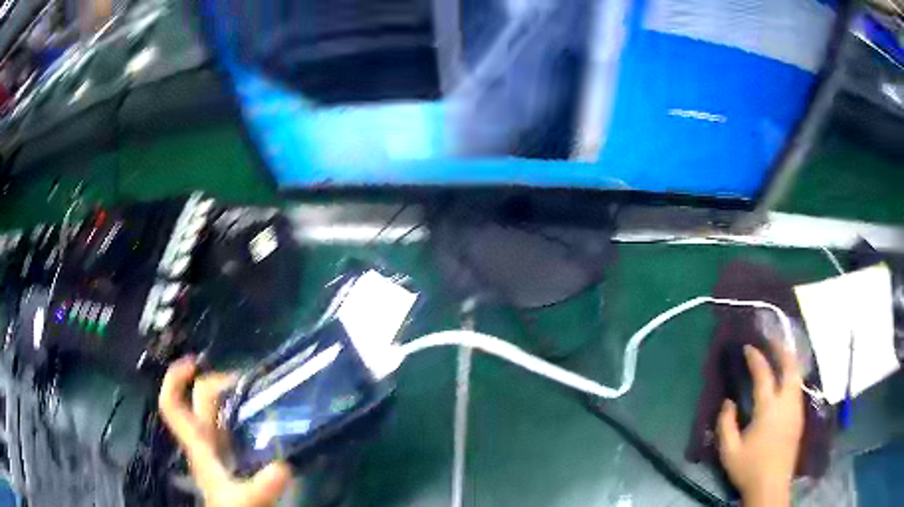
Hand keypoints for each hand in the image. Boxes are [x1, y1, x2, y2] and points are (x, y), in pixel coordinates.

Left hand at [159, 357, 292, 506]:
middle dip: (214, 382)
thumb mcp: (246, 501)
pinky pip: (230, 424)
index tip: (194, 363)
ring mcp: (217, 447)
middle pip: (197, 400)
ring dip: (229, 396)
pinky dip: (241, 413)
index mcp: (198, 444)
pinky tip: (263, 416)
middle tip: (244, 380)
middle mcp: (203, 439)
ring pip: (214, 410)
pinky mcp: (231, 454)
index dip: (175, 379)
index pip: (172, 405)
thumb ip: (261, 487)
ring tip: (256, 391)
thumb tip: (283, 467)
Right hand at [717, 342, 803, 506]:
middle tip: (771, 340)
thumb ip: (726, 424)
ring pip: (797, 376)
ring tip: (780, 354)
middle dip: (781, 349)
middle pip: (790, 367)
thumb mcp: (729, 451)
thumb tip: (728, 402)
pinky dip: (792, 376)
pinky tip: (786, 380)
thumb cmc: (749, 469)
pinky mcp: (799, 418)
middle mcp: (787, 403)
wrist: (771, 486)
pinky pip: (798, 388)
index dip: (756, 358)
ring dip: (789, 361)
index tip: (748, 347)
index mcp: (769, 409)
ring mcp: (796, 410)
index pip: (764, 375)